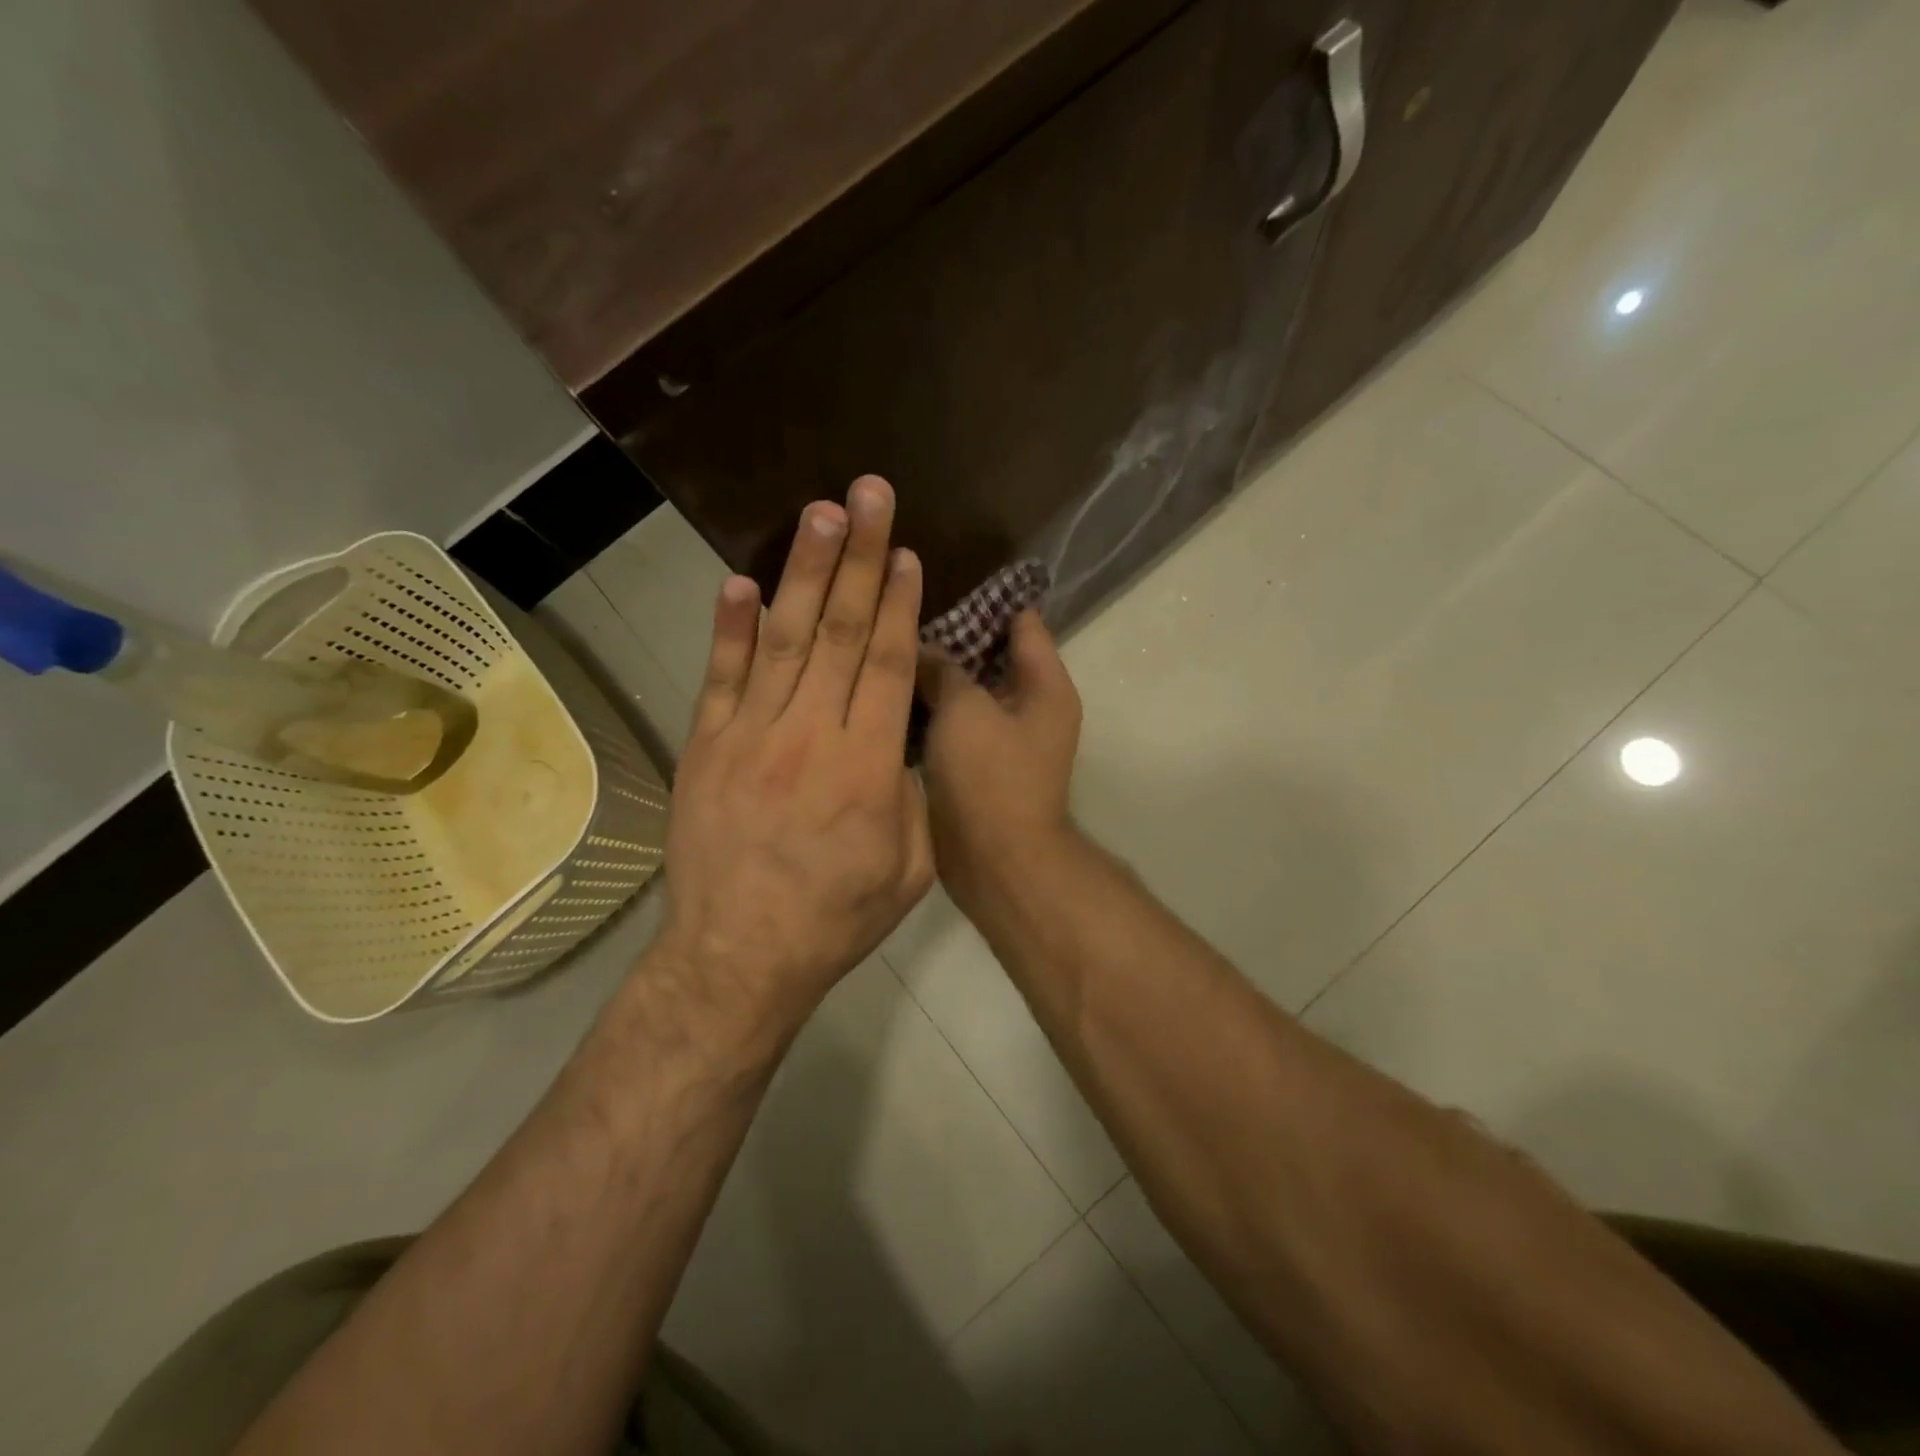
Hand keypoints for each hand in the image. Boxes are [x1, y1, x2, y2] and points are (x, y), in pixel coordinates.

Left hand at [657, 476, 933, 1031]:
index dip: (896, 602)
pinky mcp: (705, 747)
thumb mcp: (911, 868)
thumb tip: (900, 745)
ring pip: (783, 639)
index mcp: (867, 766)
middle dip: (858, 558)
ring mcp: (749, 736)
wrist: (738, 956)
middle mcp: (808, 734)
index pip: (884, 663)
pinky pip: (720, 677)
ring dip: (803, 572)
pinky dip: (730, 628)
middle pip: (838, 632)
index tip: (905, 551)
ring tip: (820, 514)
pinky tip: (741, 582)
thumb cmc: (835, 918)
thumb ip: (911, 797)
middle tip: (868, 495)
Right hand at [918, 611, 1083, 914]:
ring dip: (939, 675)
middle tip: (901, 613)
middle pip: (993, 654)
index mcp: (1046, 685)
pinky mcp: (982, 765)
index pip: (1022, 621)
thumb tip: (922, 649)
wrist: (996, 864)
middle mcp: (1033, 706)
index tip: (938, 579)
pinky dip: (935, 710)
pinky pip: (959, 723)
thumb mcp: (964, 709)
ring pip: (971, 690)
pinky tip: (893, 694)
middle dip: (952, 636)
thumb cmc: (989, 777)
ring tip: (889, 647)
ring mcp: (1008, 738)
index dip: (984, 598)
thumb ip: (944, 669)